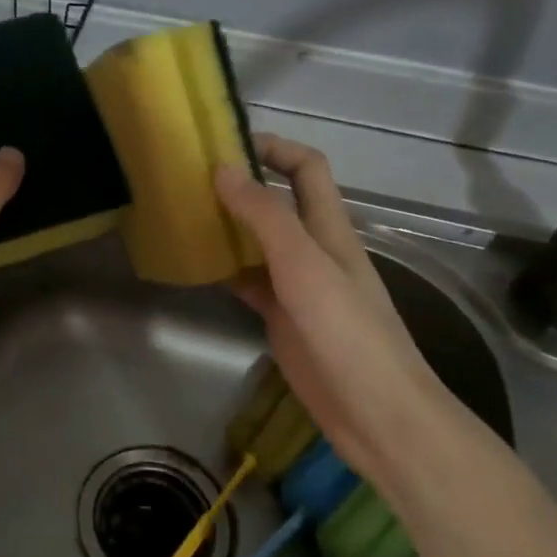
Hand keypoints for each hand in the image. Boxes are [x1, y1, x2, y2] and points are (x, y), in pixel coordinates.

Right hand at [215, 134, 447, 482]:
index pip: (306, 167)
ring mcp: (296, 284)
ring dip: (226, 225)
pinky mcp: (281, 316)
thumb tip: (223, 168)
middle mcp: (313, 248)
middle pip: (277, 201)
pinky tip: (195, 266)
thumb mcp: (304, 266)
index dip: (274, 147)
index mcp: (329, 227)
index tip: (226, 143)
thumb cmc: (347, 333)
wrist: (376, 414)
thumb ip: (265, 216)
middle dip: (240, 184)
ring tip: (181, 215)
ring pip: (257, 241)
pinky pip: (247, 280)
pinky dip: (223, 268)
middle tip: (188, 179)